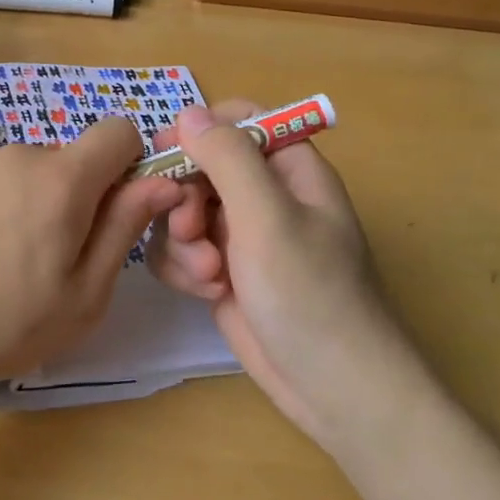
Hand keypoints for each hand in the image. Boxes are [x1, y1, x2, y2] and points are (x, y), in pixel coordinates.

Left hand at [0, 119, 184, 396]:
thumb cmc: (8, 323)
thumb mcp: (86, 292)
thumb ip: (125, 227)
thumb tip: (163, 182)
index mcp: (62, 178)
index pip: (118, 131)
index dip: (128, 164)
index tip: (114, 208)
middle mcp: (17, 153)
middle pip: (66, 159)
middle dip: (72, 194)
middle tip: (50, 255)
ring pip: (22, 170)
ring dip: (27, 199)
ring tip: (0, 258)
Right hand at [147, 102, 412, 447]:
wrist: (332, 388)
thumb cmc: (309, 294)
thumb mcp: (268, 217)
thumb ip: (227, 157)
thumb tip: (188, 112)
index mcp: (289, 168)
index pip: (238, 120)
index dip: (200, 131)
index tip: (167, 153)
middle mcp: (264, 195)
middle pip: (200, 166)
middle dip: (186, 198)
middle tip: (189, 229)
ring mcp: (242, 235)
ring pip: (183, 210)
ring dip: (183, 239)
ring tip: (208, 274)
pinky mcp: (223, 272)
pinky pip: (181, 249)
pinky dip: (184, 267)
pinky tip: (206, 293)